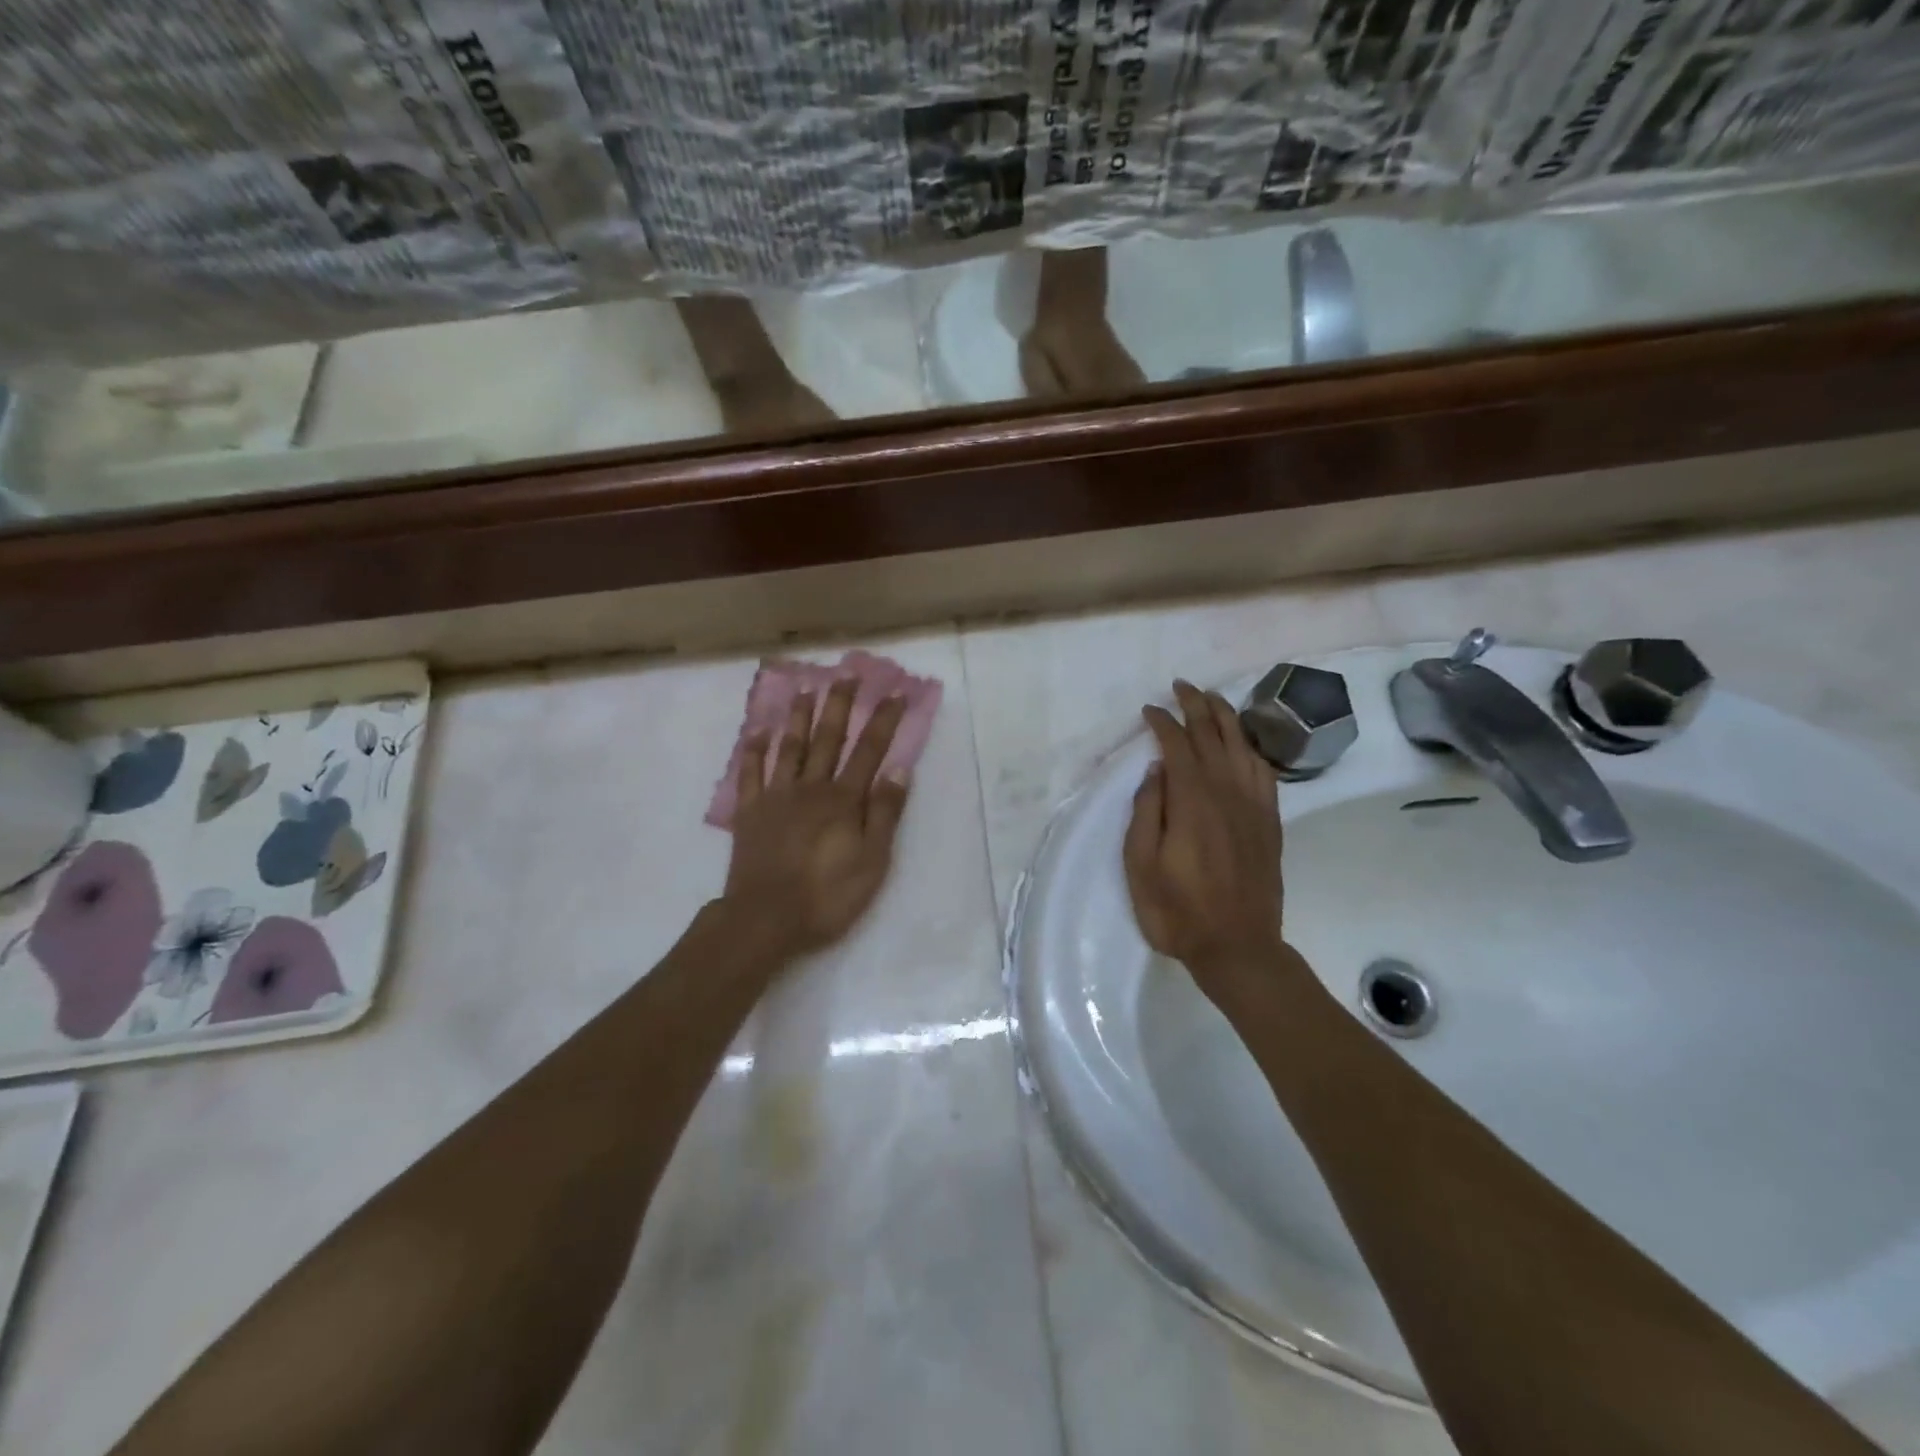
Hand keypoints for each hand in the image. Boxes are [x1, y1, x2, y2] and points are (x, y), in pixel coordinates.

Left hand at [720, 678, 910, 962]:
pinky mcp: (749, 812)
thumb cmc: (826, 895)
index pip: (869, 751)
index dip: (884, 721)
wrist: (765, 919)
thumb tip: (899, 770)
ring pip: (790, 747)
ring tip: (805, 689)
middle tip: (847, 674)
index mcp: (843, 800)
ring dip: (799, 716)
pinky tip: (757, 731)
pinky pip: (750, 773)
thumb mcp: (872, 861)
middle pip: (828, 739)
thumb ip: (884, 814)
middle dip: (840, 705)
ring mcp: (776, 797)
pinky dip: (754, 750)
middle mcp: (810, 788)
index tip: (896, 693)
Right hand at [1124, 681, 1290, 1008]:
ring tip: (1212, 699)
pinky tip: (1245, 743)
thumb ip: (1147, 813)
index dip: (1163, 723)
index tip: (1149, 710)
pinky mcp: (1269, 822)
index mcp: (1192, 802)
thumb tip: (1156, 771)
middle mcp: (1227, 794)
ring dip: (1226, 718)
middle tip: (1181, 686)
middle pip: (1213, 737)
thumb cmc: (1178, 911)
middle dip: (1196, 706)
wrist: (1238, 947)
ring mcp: (1253, 806)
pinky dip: (1253, 748)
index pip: (1178, 747)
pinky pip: (1264, 772)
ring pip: (1242, 747)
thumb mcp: (1141, 866)